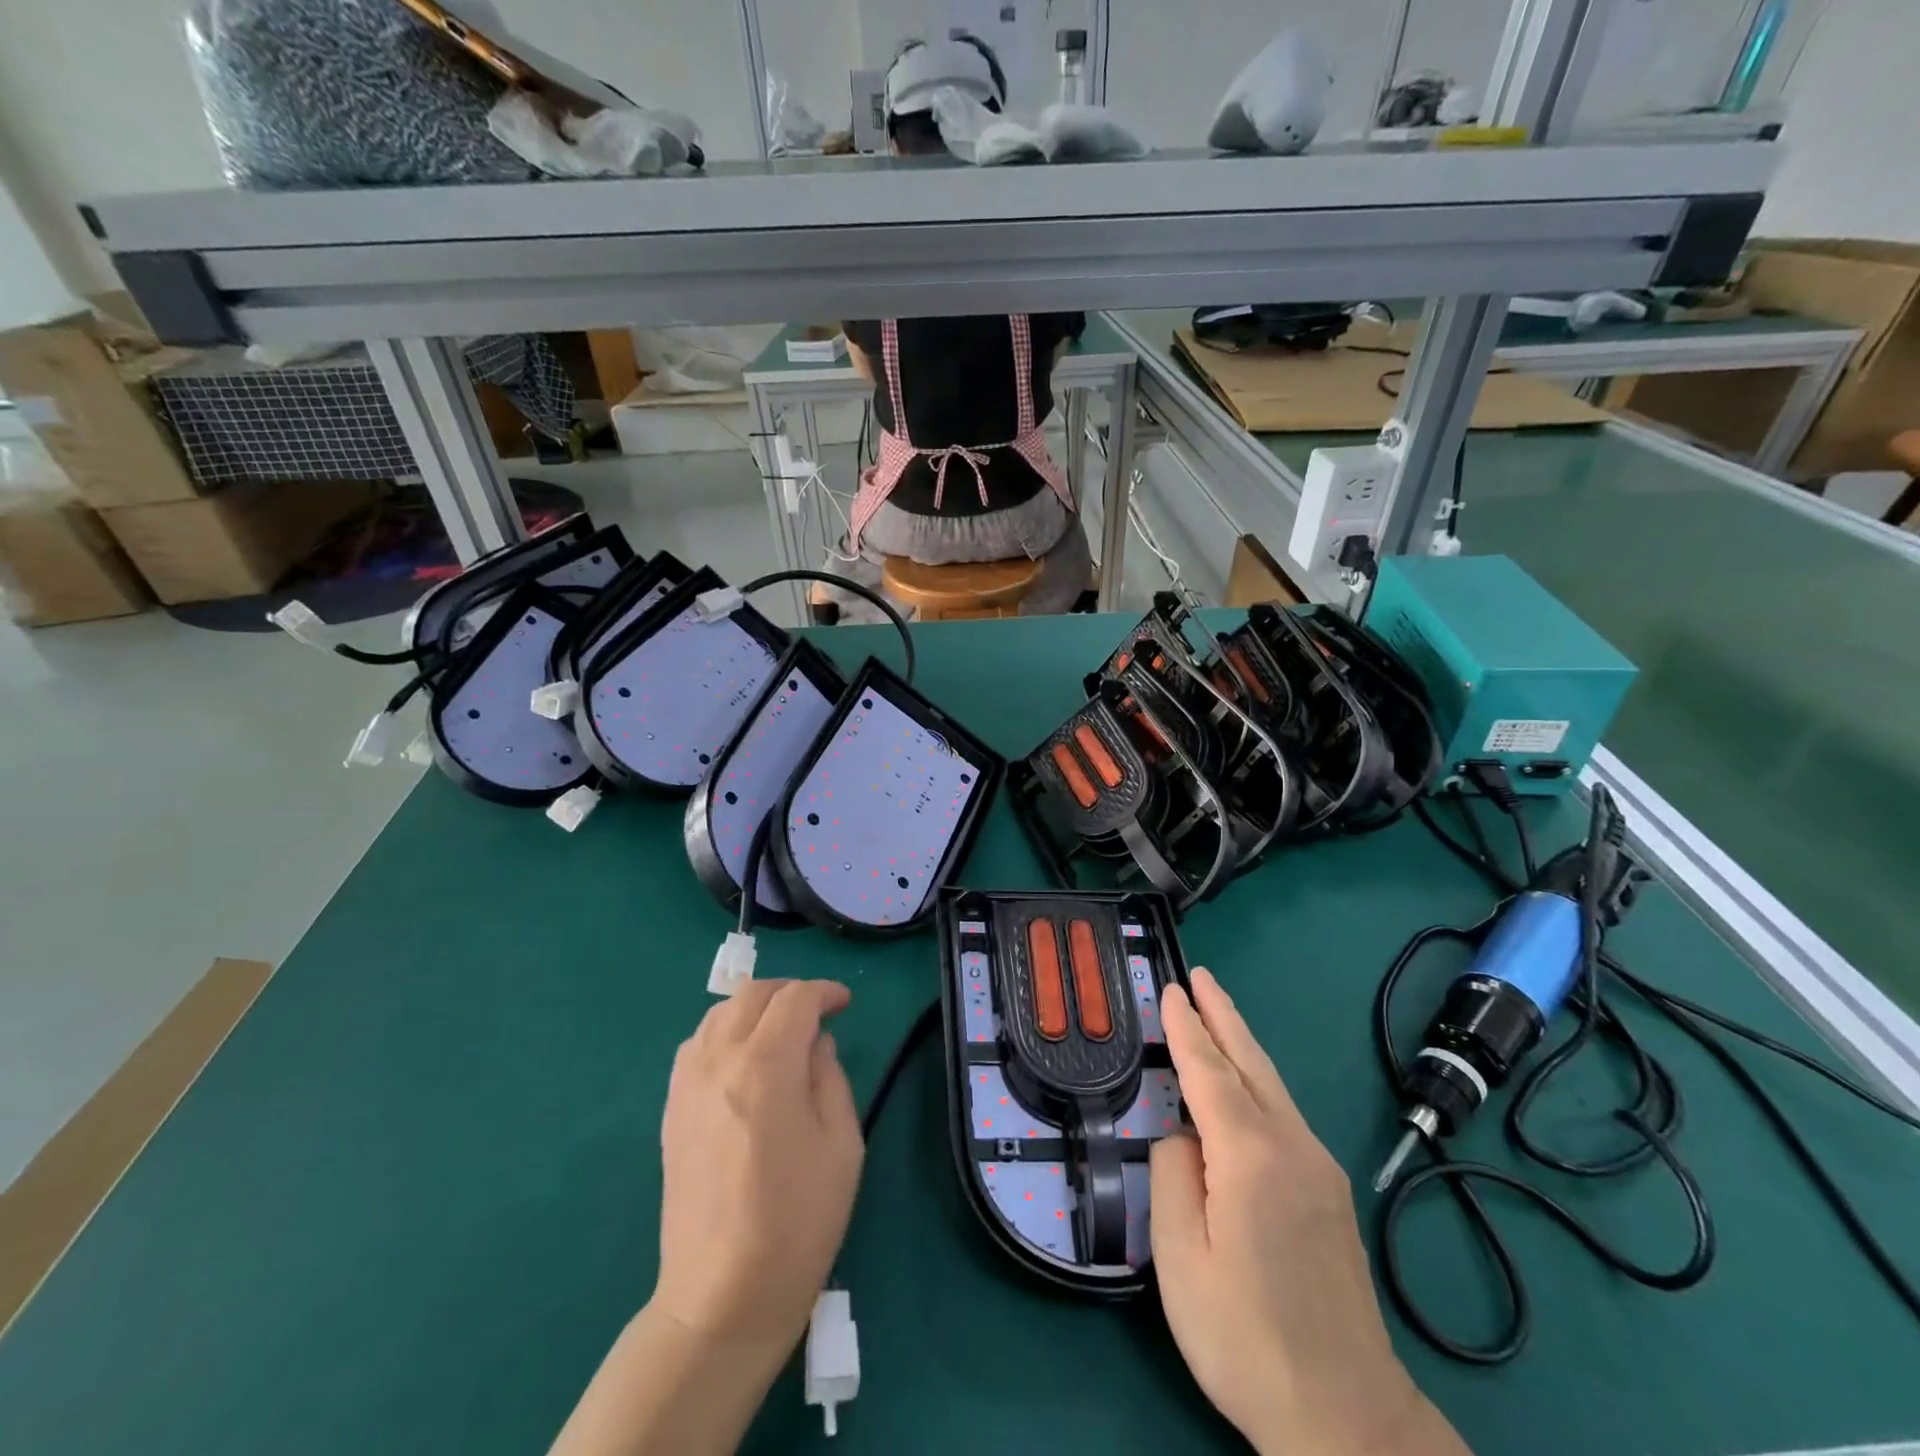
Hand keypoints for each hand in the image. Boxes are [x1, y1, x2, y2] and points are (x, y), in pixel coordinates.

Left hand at [653, 979, 862, 1357]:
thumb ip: (830, 1077)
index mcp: (765, 1066)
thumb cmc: (797, 1222)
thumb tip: (816, 1043)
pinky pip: (695, 1044)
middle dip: (790, 992)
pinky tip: (742, 1060)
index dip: (825, 991)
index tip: (845, 1004)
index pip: (795, 999)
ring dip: (754, 1009)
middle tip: (817, 1013)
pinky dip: (723, 1032)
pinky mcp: (671, 1109)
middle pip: (752, 994)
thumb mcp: (842, 1145)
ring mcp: (686, 1084)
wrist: (722, 1297)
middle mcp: (718, 1061)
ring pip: (718, 1013)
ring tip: (780, 1032)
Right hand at [1150, 968, 1468, 1455]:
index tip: (1169, 989)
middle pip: (1249, 1062)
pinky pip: (1284, 1112)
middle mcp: (1291, 1146)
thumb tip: (1183, 1136)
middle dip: (1221, 1014)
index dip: (1185, 1027)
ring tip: (1216, 1010)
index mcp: (1249, 1155)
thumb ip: (1172, 1176)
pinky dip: (1255, 1077)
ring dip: (1240, 1041)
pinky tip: (1244, 1082)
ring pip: (1272, 1084)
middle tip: (1200, 976)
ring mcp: (1318, 1167)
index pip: (1208, 1071)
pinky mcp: (1330, 1191)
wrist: (1347, 1417)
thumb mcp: (1180, 1258)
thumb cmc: (1246, 1337)